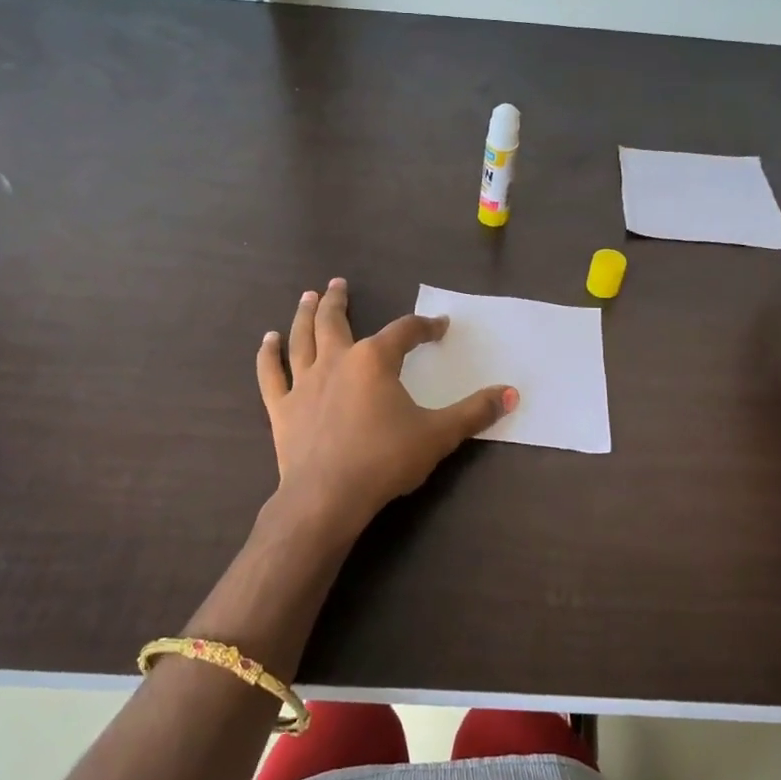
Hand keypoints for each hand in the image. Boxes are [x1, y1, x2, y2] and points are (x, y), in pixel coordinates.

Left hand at [256, 279, 516, 536]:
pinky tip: (267, 340)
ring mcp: (304, 382)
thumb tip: (512, 393)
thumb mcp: (439, 435)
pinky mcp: (282, 408)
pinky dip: (268, 355)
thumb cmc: (385, 460)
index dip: (424, 327)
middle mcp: (337, 361)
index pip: (405, 332)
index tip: (438, 327)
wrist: (328, 496)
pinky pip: (271, 374)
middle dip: (338, 300)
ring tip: (308, 297)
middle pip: (336, 321)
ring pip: (301, 338)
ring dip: (305, 315)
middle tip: (337, 283)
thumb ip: (475, 412)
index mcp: (375, 361)